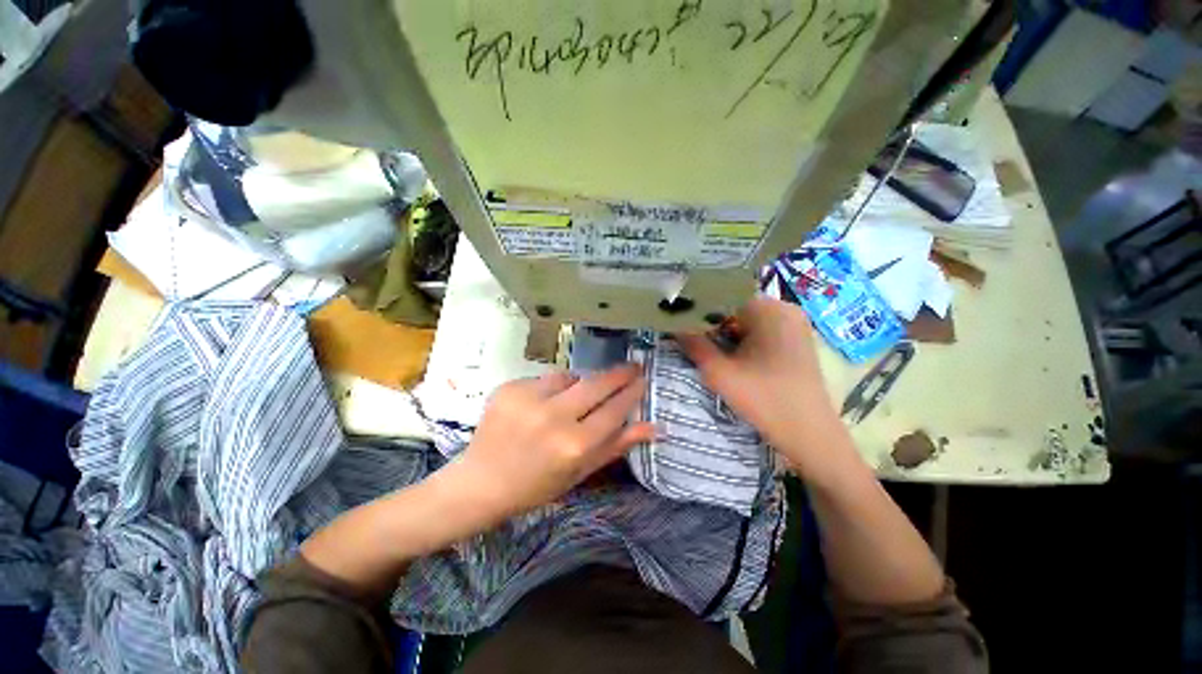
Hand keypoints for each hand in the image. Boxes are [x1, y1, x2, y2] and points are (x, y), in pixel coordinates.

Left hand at [450, 364, 654, 521]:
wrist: (481, 482)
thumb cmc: (536, 485)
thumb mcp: (581, 472)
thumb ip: (617, 446)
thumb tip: (655, 427)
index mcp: (574, 445)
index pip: (614, 409)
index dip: (632, 392)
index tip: (643, 379)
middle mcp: (553, 417)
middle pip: (597, 384)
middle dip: (619, 373)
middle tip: (632, 366)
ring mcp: (529, 398)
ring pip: (570, 377)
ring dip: (581, 383)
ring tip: (577, 397)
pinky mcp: (510, 387)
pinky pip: (545, 379)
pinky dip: (553, 387)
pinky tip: (544, 404)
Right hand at [676, 296, 843, 475]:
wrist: (810, 436)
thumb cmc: (764, 400)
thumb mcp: (719, 372)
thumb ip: (693, 344)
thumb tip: (672, 324)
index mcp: (771, 310)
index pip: (724, 296)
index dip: (698, 307)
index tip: (678, 320)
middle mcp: (786, 309)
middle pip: (735, 307)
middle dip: (710, 321)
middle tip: (688, 336)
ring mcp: (794, 325)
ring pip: (746, 320)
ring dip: (724, 332)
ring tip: (704, 346)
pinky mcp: (795, 341)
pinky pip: (760, 331)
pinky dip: (741, 339)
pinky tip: (729, 355)